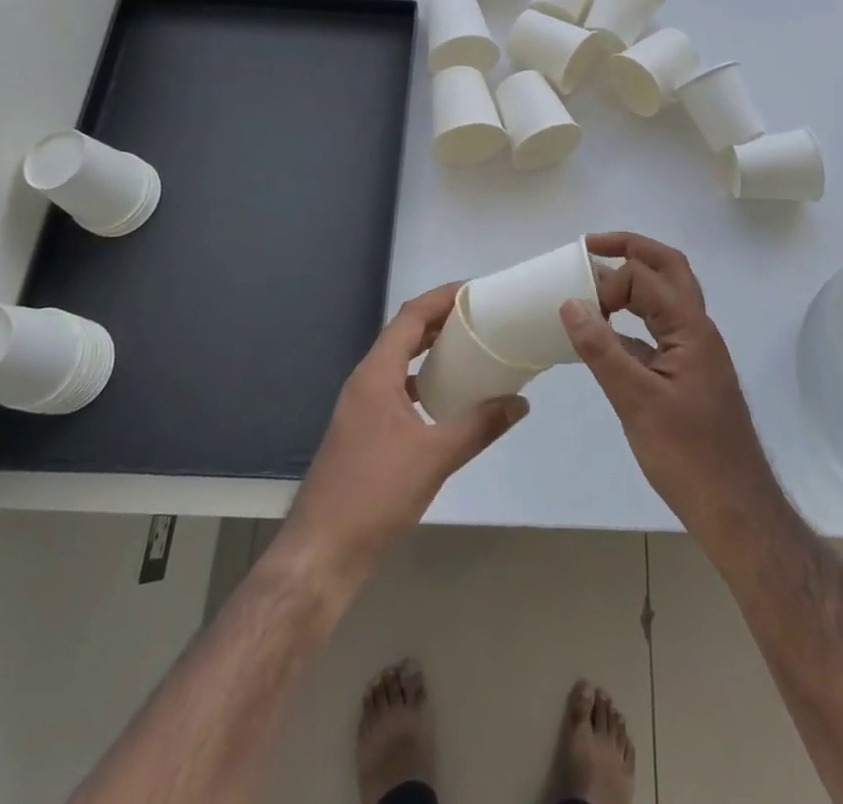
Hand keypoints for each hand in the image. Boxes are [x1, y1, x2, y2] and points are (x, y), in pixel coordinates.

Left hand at [282, 282, 528, 587]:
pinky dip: (421, 382)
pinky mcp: (361, 432)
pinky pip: (395, 389)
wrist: (321, 553)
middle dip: (439, 320)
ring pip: (398, 363)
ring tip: (469, 350)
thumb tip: (521, 402)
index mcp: (376, 374)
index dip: (441, 298)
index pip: (410, 317)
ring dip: (429, 351)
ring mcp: (359, 408)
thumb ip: (480, 425)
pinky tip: (445, 399)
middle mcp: (364, 382)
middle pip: (403, 335)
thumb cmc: (375, 494)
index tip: (475, 290)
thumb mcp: (435, 457)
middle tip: (480, 316)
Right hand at [560, 233, 785, 549]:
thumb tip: (569, 303)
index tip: (577, 305)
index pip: (646, 278)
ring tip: (594, 282)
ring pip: (665, 298)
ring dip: (633, 282)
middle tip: (591, 246)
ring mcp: (695, 352)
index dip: (610, 281)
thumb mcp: (637, 401)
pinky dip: (632, 321)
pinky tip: (605, 336)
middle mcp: (697, 330)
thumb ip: (602, 350)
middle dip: (631, 250)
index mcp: (691, 329)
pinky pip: (658, 331)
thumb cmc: (689, 456)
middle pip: (668, 269)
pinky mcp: (687, 374)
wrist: (736, 510)